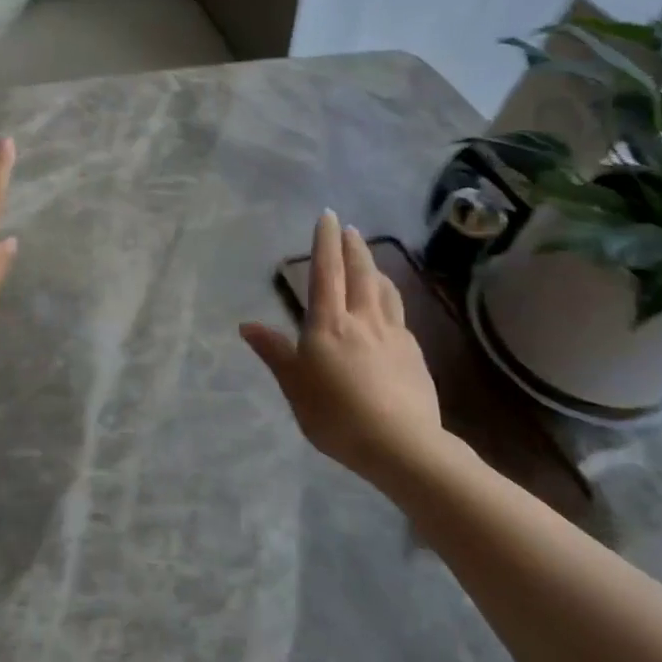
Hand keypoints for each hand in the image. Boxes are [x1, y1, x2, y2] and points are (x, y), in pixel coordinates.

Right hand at [241, 212, 447, 486]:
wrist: (401, 444)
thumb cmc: (336, 415)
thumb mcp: (294, 386)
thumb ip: (274, 352)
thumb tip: (247, 325)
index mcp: (329, 325)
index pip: (326, 273)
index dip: (325, 243)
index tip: (328, 216)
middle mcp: (363, 320)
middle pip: (360, 274)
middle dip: (353, 248)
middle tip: (350, 228)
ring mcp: (394, 335)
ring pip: (385, 291)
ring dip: (376, 269)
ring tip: (371, 260)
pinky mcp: (414, 353)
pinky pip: (399, 315)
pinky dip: (390, 299)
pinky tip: (389, 309)